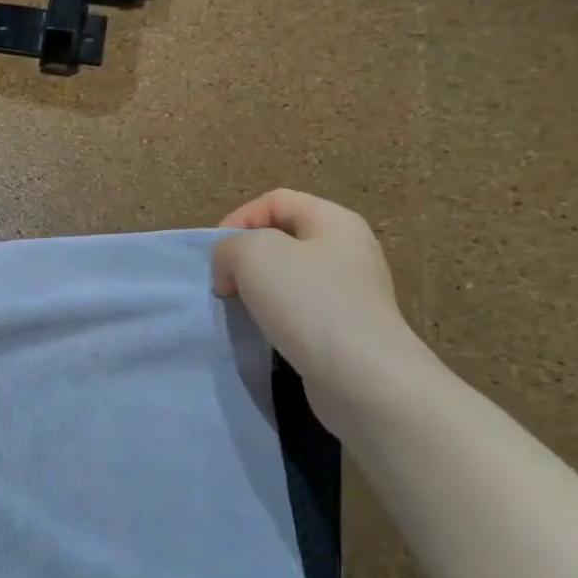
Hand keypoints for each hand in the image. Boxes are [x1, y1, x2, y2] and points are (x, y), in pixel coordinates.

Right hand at [213, 190, 426, 402]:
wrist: (361, 376)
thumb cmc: (308, 302)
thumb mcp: (253, 254)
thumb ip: (229, 247)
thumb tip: (231, 270)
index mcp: (335, 221)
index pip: (276, 200)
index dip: (238, 219)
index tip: (217, 257)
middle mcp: (349, 250)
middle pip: (282, 239)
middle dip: (245, 258)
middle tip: (225, 284)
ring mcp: (351, 292)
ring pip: (288, 278)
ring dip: (257, 291)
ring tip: (241, 311)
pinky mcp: (346, 329)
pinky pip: (300, 311)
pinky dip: (275, 318)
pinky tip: (265, 334)